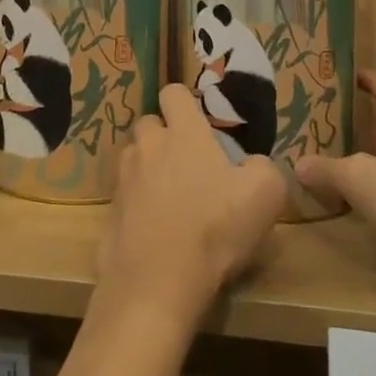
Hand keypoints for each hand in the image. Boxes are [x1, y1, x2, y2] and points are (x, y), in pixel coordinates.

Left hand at [96, 84, 287, 331]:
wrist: (158, 283)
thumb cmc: (215, 228)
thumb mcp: (266, 194)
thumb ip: (264, 167)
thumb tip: (253, 163)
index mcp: (183, 133)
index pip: (174, 93)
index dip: (186, 103)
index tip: (202, 124)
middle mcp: (148, 146)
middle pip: (150, 124)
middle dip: (165, 135)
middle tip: (189, 163)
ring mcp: (124, 179)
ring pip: (133, 157)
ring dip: (148, 167)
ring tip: (171, 196)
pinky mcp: (110, 212)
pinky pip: (125, 195)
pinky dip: (137, 204)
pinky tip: (155, 229)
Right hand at [294, 71, 375, 288]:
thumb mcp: (363, 181)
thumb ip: (329, 169)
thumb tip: (298, 163)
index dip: (372, 80)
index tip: (349, 73)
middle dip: (360, 118)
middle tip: (323, 118)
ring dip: (364, 153)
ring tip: (330, 155)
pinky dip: (374, 186)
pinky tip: (354, 199)